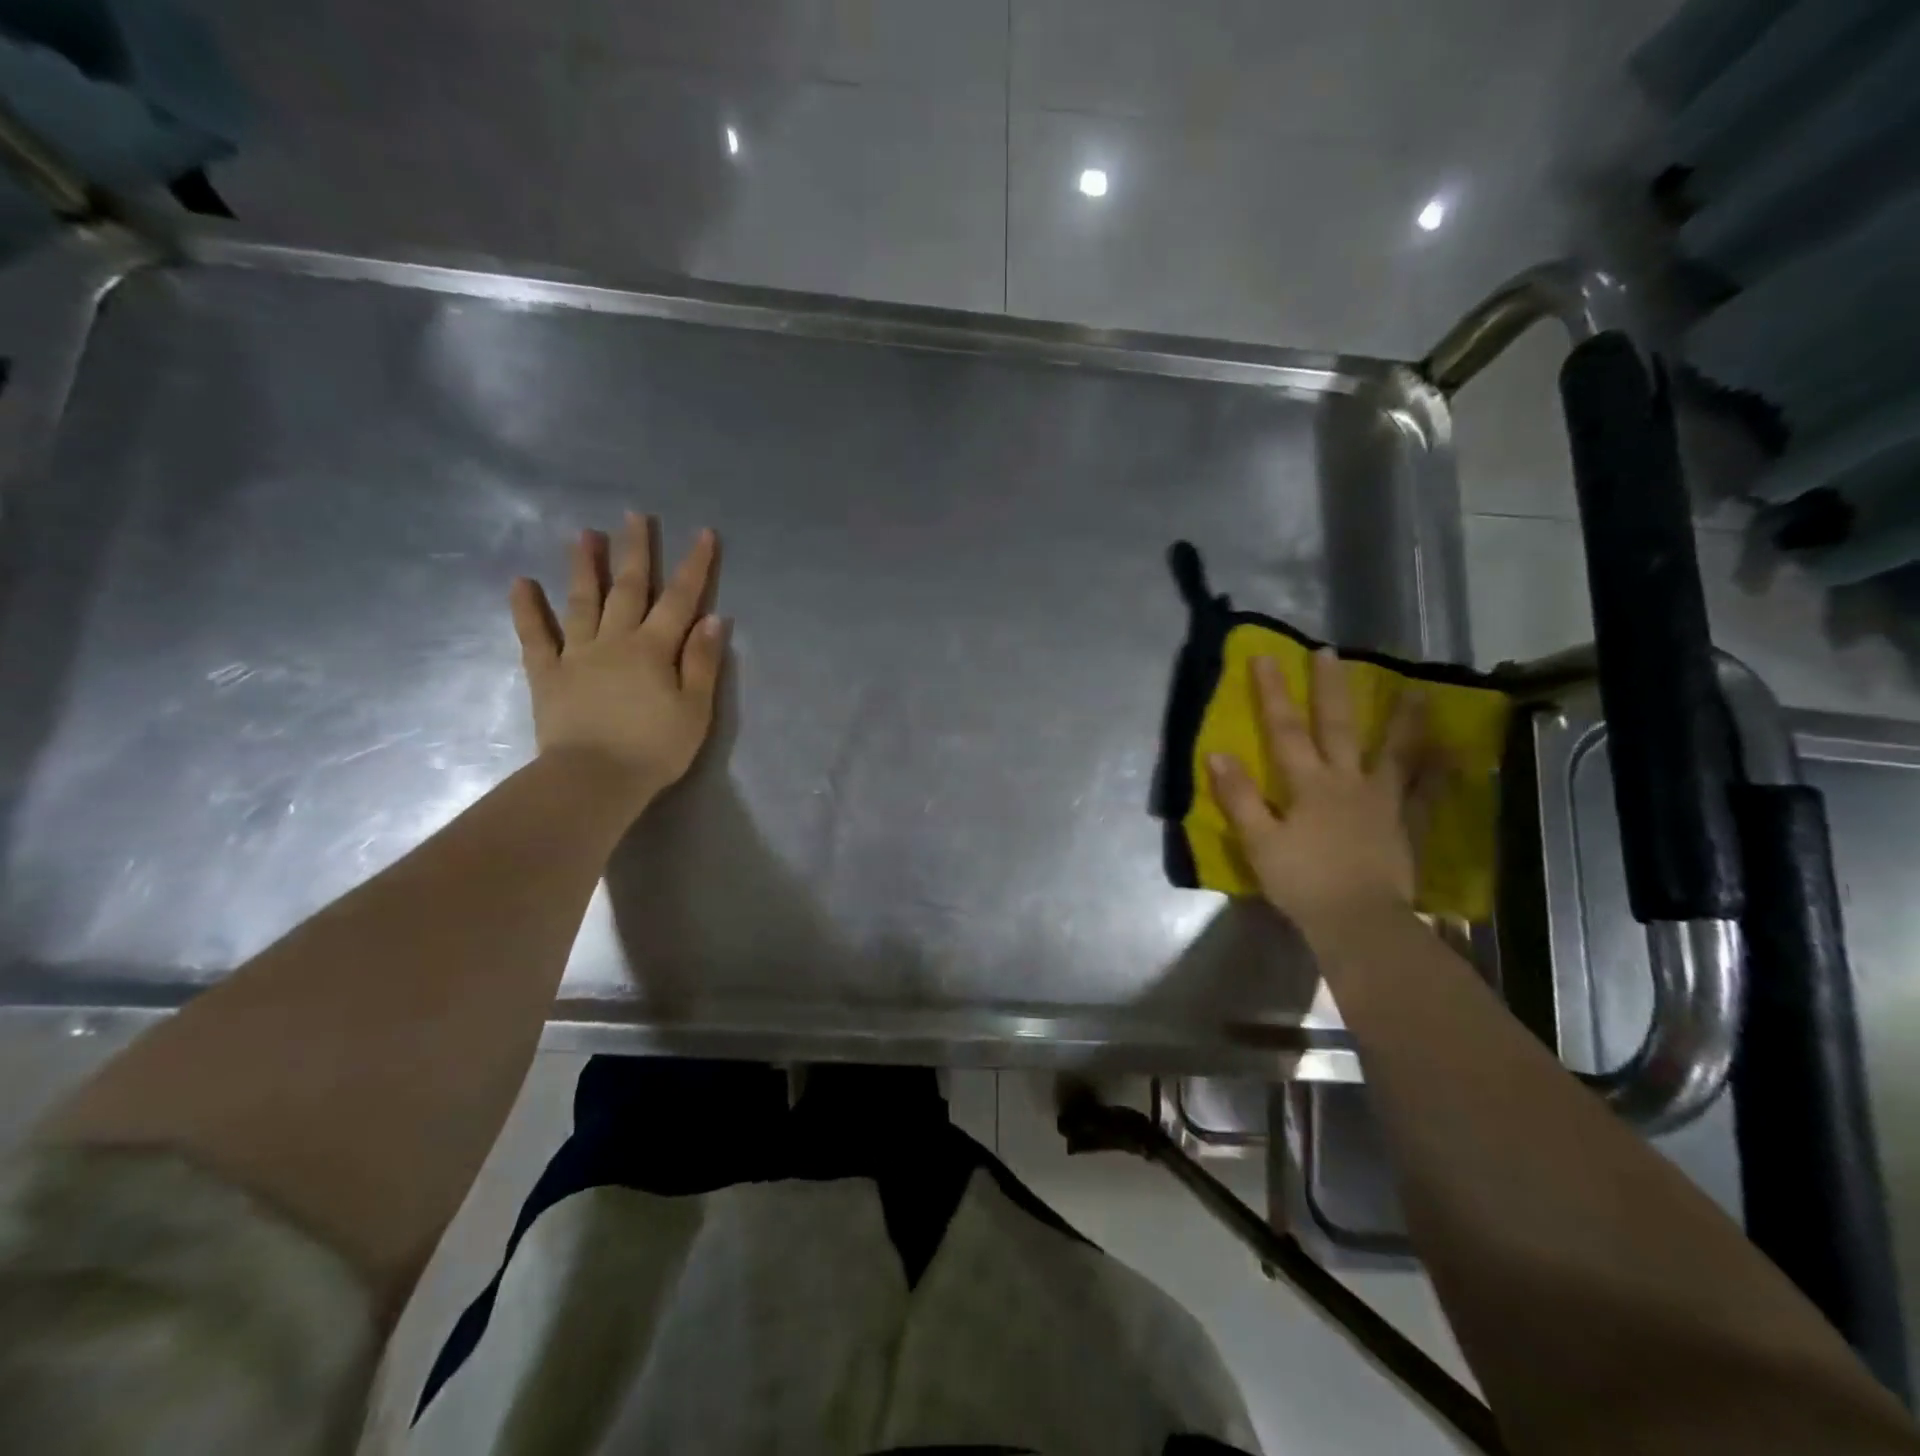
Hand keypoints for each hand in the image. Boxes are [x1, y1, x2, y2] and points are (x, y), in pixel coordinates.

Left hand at [509, 514, 725, 809]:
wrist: (593, 780)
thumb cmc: (654, 749)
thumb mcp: (695, 710)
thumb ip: (703, 663)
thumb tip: (714, 619)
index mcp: (655, 649)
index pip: (680, 599)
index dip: (694, 566)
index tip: (703, 534)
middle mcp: (616, 640)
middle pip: (629, 588)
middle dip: (636, 550)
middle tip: (635, 515)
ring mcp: (577, 654)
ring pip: (582, 601)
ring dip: (585, 566)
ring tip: (584, 534)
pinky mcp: (547, 675)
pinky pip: (535, 636)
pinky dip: (527, 609)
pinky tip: (520, 583)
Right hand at [1208, 648, 1426, 940]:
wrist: (1359, 922)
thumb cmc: (1302, 882)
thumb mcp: (1258, 842)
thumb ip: (1239, 798)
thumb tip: (1217, 753)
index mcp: (1308, 785)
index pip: (1284, 730)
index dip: (1273, 693)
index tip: (1265, 656)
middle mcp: (1347, 782)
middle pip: (1338, 728)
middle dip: (1331, 689)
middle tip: (1332, 652)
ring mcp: (1383, 802)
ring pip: (1394, 753)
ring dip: (1403, 721)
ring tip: (1417, 691)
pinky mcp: (1406, 826)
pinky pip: (1427, 795)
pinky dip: (1440, 774)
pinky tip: (1454, 756)